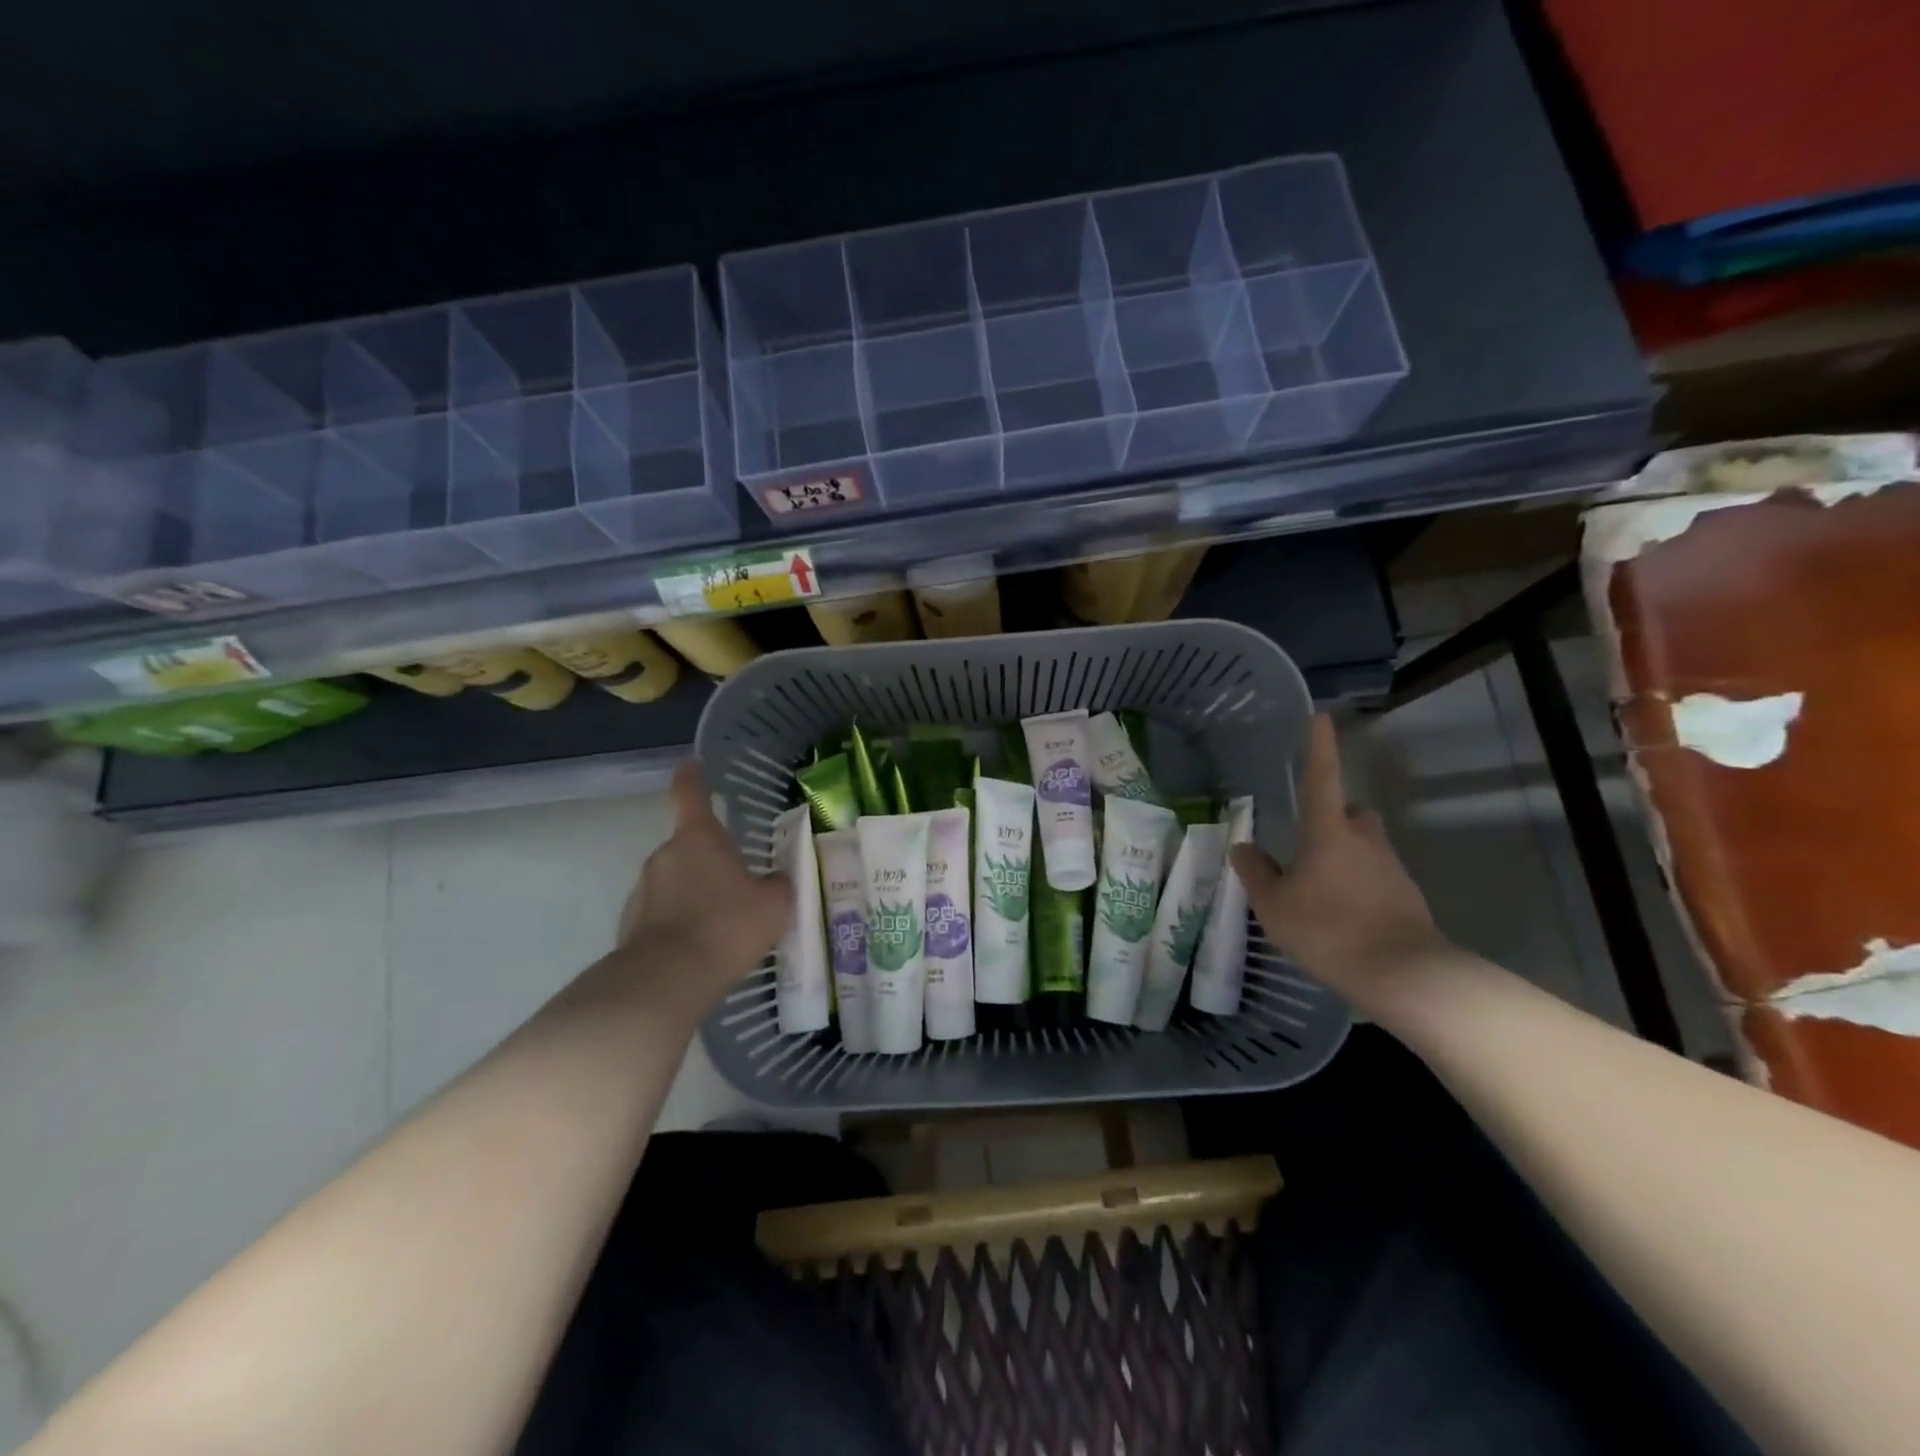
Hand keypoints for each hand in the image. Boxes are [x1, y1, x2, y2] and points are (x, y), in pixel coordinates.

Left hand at [613, 761, 792, 1022]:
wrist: (667, 981)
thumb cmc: (726, 927)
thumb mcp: (773, 904)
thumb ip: (778, 885)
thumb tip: (777, 879)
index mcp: (698, 838)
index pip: (690, 792)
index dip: (694, 776)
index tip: (694, 764)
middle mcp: (665, 855)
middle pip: (689, 846)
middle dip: (712, 860)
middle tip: (741, 882)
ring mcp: (642, 891)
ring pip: (676, 882)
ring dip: (696, 893)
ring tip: (724, 924)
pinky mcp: (631, 926)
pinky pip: (664, 914)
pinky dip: (681, 923)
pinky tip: (702, 948)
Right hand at [1230, 714, 1447, 1011]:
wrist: (1404, 976)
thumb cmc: (1329, 930)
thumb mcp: (1275, 906)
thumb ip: (1256, 874)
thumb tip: (1244, 848)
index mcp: (1328, 832)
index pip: (1321, 778)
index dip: (1319, 747)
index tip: (1321, 717)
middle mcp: (1364, 841)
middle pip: (1353, 813)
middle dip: (1336, 817)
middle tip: (1310, 840)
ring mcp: (1392, 869)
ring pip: (1366, 847)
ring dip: (1345, 857)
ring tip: (1319, 891)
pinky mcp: (1407, 898)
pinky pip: (1376, 879)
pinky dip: (1359, 888)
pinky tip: (1342, 918)